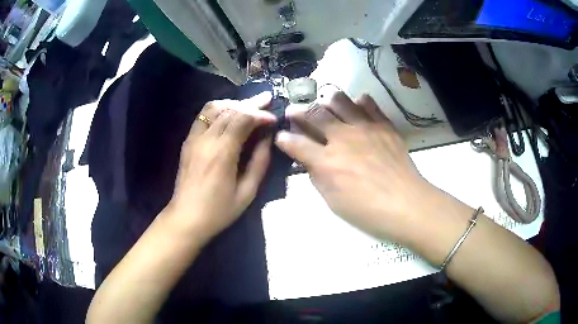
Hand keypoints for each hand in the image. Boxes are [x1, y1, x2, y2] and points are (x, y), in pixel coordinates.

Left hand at [167, 93, 275, 242]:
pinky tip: (229, 114)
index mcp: (221, 152)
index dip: (260, 114)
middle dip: (250, 103)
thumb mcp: (247, 192)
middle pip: (229, 109)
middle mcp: (205, 139)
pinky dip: (218, 110)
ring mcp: (193, 138)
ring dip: (233, 103)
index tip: (273, 119)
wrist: (186, 218)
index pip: (242, 119)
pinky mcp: (188, 141)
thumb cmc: (218, 210)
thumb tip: (267, 139)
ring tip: (249, 105)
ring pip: (213, 108)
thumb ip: (259, 162)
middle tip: (266, 99)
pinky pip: (203, 116)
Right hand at [276, 93, 431, 242]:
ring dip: (327, 100)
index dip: (284, 139)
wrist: (405, 203)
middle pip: (314, 114)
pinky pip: (369, 105)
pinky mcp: (383, 125)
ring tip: (324, 101)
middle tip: (293, 110)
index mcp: (326, 161)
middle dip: (298, 111)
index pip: (295, 143)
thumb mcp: (333, 200)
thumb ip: (317, 177)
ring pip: (339, 101)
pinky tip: (357, 104)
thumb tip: (309, 160)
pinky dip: (360, 102)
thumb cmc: (367, 210)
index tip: (280, 137)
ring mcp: (364, 128)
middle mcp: (342, 138)